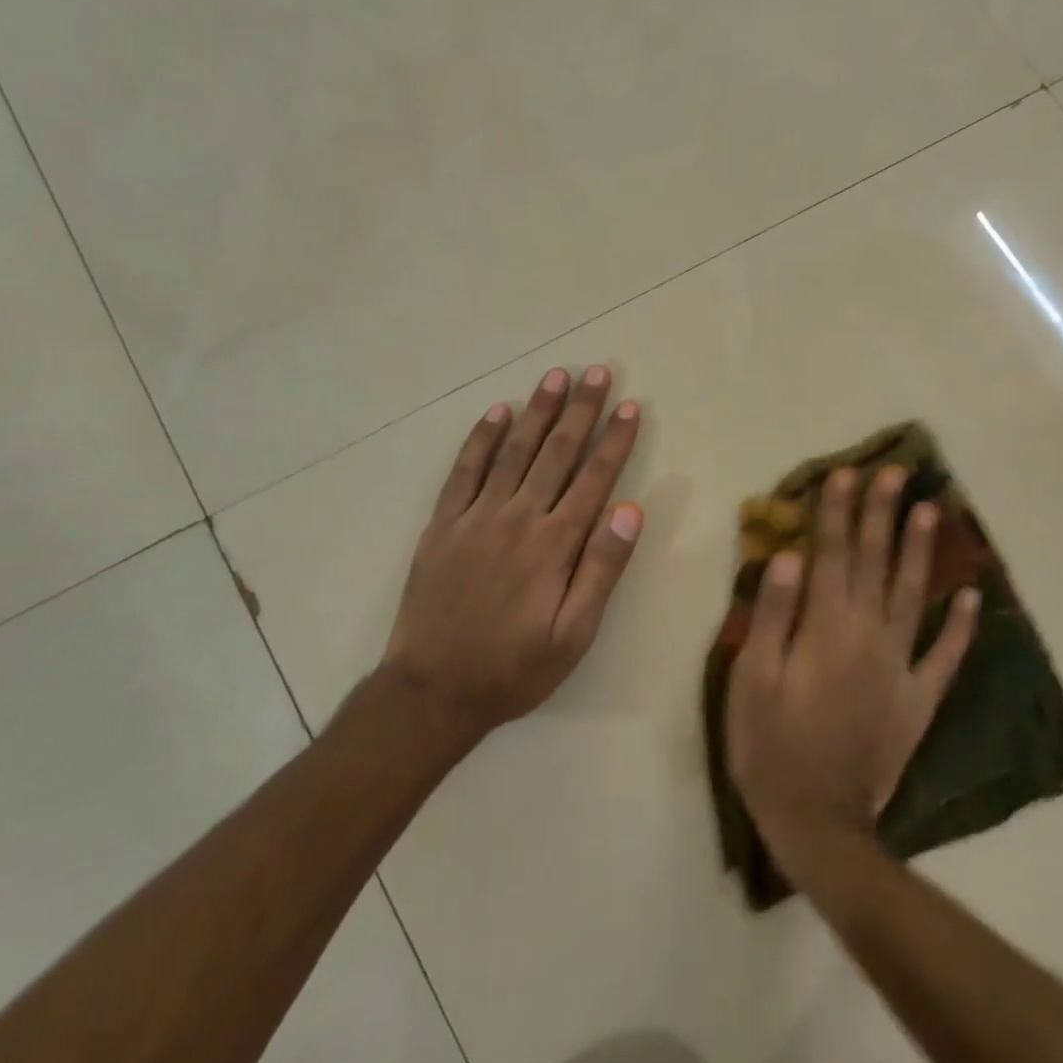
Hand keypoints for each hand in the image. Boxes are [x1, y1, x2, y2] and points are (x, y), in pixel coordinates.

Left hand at [381, 365, 643, 741]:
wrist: (432, 690)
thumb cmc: (513, 668)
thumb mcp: (574, 635)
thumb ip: (602, 570)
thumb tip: (631, 511)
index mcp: (554, 544)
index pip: (594, 479)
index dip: (615, 440)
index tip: (630, 406)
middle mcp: (518, 518)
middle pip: (556, 453)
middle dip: (581, 410)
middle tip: (597, 372)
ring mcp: (476, 516)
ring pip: (514, 451)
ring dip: (537, 411)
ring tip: (556, 377)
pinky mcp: (444, 524)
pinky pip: (464, 471)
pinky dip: (481, 439)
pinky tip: (496, 413)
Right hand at [725, 466, 977, 878]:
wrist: (818, 823)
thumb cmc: (770, 745)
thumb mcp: (753, 678)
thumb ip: (774, 614)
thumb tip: (790, 556)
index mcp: (826, 626)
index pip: (832, 553)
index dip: (837, 510)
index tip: (845, 472)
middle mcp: (869, 634)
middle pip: (877, 562)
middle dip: (883, 513)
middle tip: (896, 472)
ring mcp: (900, 666)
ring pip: (914, 594)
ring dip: (922, 550)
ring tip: (932, 510)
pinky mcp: (919, 700)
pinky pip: (945, 657)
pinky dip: (960, 626)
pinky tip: (973, 597)